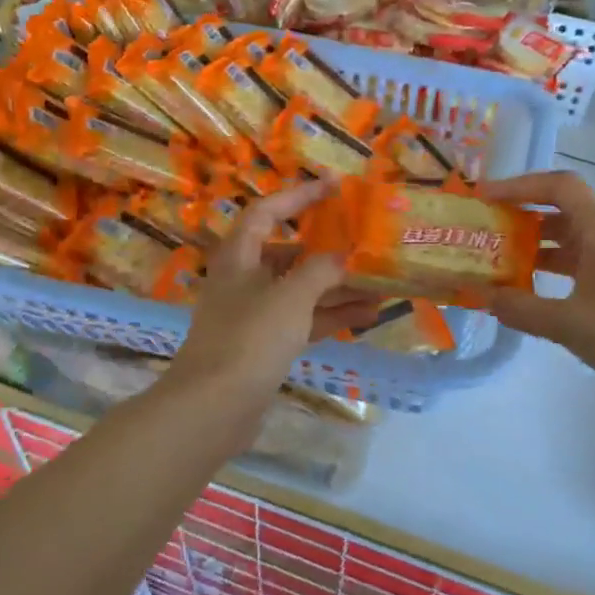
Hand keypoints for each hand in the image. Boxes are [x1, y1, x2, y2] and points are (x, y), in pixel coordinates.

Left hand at [169, 181, 379, 404]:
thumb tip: (347, 256)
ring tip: (381, 285)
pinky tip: (368, 316)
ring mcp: (255, 314)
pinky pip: (304, 320)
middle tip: (366, 244)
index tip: (335, 188)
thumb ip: (322, 270)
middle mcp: (245, 280)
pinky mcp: (266, 344)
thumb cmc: (249, 338)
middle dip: (329, 251)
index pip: (267, 211)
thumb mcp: (291, 297)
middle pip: (290, 253)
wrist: (214, 407)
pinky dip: (332, 315)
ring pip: (302, 290)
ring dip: (338, 287)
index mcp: (239, 256)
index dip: (299, 196)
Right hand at [480, 170, 594, 394]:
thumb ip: (520, 308)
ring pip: (564, 238)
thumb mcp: (567, 323)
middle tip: (483, 231)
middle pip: (558, 210)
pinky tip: (525, 289)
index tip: (486, 198)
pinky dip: (547, 268)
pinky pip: (573, 262)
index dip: (520, 185)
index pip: (558, 186)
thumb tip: (482, 296)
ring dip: (531, 244)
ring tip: (495, 260)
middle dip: (519, 216)